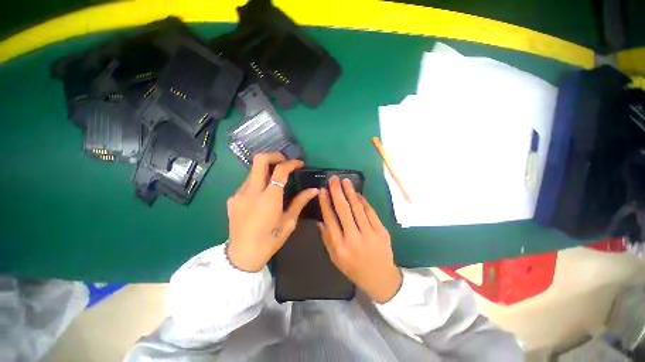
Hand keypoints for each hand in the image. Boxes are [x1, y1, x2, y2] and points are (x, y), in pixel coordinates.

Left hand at [227, 152, 318, 271]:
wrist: (242, 256)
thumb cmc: (270, 240)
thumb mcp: (289, 222)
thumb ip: (300, 202)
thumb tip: (314, 190)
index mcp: (269, 198)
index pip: (280, 170)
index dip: (291, 163)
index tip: (299, 163)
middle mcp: (252, 191)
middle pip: (259, 160)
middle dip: (274, 155)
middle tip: (284, 161)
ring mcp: (239, 194)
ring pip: (252, 171)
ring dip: (265, 170)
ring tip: (275, 180)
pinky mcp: (232, 199)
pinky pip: (246, 184)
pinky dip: (257, 183)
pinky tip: (261, 196)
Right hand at [318, 176, 401, 302]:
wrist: (381, 278)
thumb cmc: (354, 268)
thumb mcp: (335, 258)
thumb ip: (327, 238)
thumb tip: (320, 219)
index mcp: (340, 247)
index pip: (330, 220)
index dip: (325, 203)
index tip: (322, 191)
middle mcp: (354, 239)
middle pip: (344, 210)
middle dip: (337, 192)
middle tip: (333, 179)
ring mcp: (370, 234)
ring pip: (358, 208)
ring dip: (351, 192)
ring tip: (345, 181)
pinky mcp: (382, 231)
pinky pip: (370, 212)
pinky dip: (363, 201)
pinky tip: (357, 194)